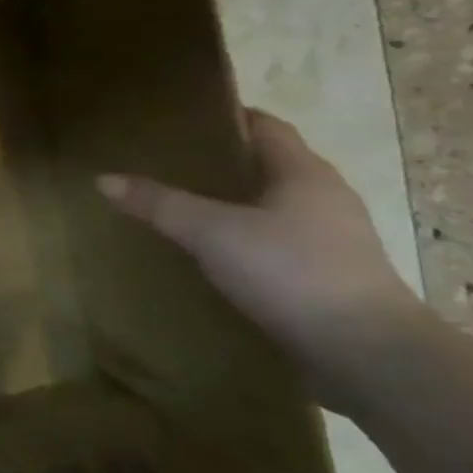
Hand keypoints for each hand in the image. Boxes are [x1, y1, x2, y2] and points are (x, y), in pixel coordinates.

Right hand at [98, 109, 424, 412]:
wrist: (368, 356)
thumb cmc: (292, 272)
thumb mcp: (211, 233)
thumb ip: (159, 204)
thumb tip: (104, 179)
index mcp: (304, 173)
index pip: (265, 126)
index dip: (227, 116)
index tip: (183, 118)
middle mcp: (325, 198)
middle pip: (270, 165)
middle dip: (224, 162)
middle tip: (170, 163)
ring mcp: (334, 240)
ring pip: (275, 207)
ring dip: (237, 204)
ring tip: (185, 208)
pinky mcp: (331, 278)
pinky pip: (280, 244)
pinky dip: (248, 241)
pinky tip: (216, 256)